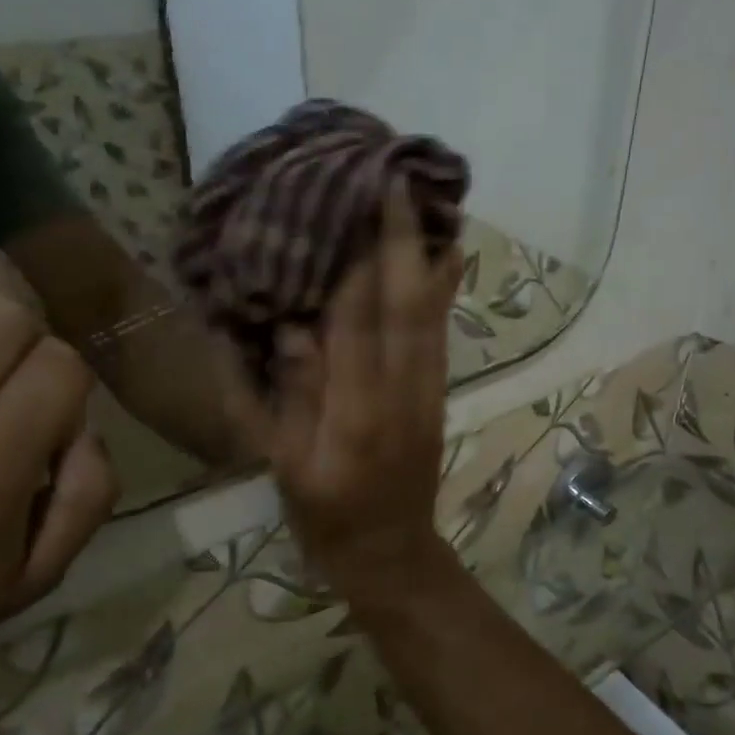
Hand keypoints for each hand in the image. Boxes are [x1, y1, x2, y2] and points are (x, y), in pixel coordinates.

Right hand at [222, 182, 464, 613]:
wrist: (392, 555)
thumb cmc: (327, 518)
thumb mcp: (290, 466)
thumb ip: (293, 394)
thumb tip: (296, 325)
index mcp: (357, 412)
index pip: (357, 320)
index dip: (356, 259)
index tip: (351, 203)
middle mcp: (402, 392)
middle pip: (405, 304)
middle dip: (401, 240)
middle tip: (395, 179)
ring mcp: (428, 392)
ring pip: (432, 313)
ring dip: (428, 254)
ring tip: (428, 201)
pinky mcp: (437, 395)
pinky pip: (440, 332)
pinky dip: (443, 289)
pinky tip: (445, 256)